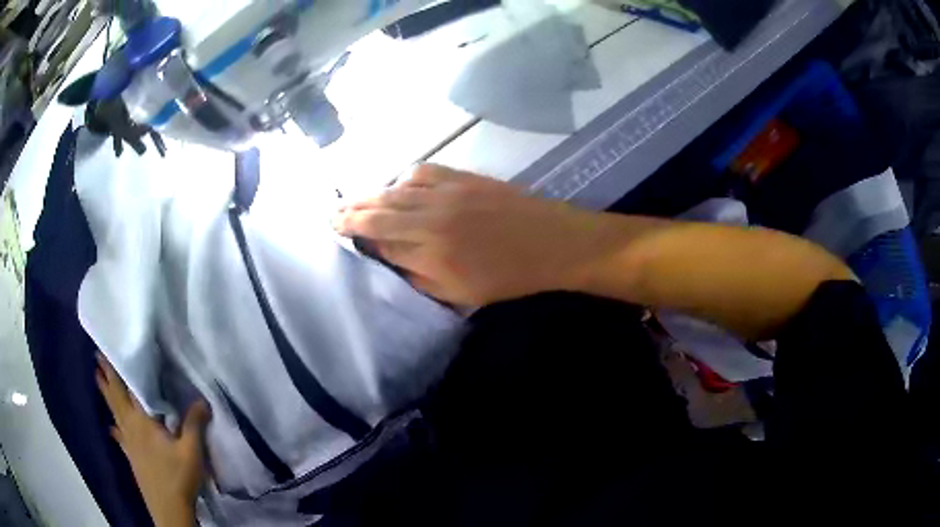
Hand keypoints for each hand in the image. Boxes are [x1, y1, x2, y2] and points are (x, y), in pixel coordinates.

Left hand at [96, 354, 209, 526]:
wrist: (169, 509)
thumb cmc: (178, 477)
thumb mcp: (192, 451)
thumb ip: (194, 424)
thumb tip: (202, 399)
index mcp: (142, 421)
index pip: (127, 389)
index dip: (116, 369)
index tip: (106, 350)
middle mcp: (131, 427)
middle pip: (115, 397)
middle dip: (106, 377)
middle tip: (97, 357)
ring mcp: (129, 444)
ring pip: (114, 413)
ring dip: (106, 395)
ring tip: (98, 379)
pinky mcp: (132, 458)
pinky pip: (120, 436)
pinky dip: (115, 428)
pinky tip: (112, 428)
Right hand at [335, 164, 606, 306]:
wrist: (552, 242)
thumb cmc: (509, 276)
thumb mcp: (461, 293)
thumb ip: (419, 277)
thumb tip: (389, 258)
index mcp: (431, 253)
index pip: (380, 240)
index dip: (357, 235)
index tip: (338, 232)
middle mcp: (432, 218)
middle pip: (379, 211)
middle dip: (351, 212)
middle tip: (332, 214)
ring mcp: (448, 193)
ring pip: (396, 189)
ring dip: (371, 194)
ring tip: (355, 200)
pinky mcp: (464, 177)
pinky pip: (423, 172)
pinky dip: (404, 178)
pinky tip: (397, 185)